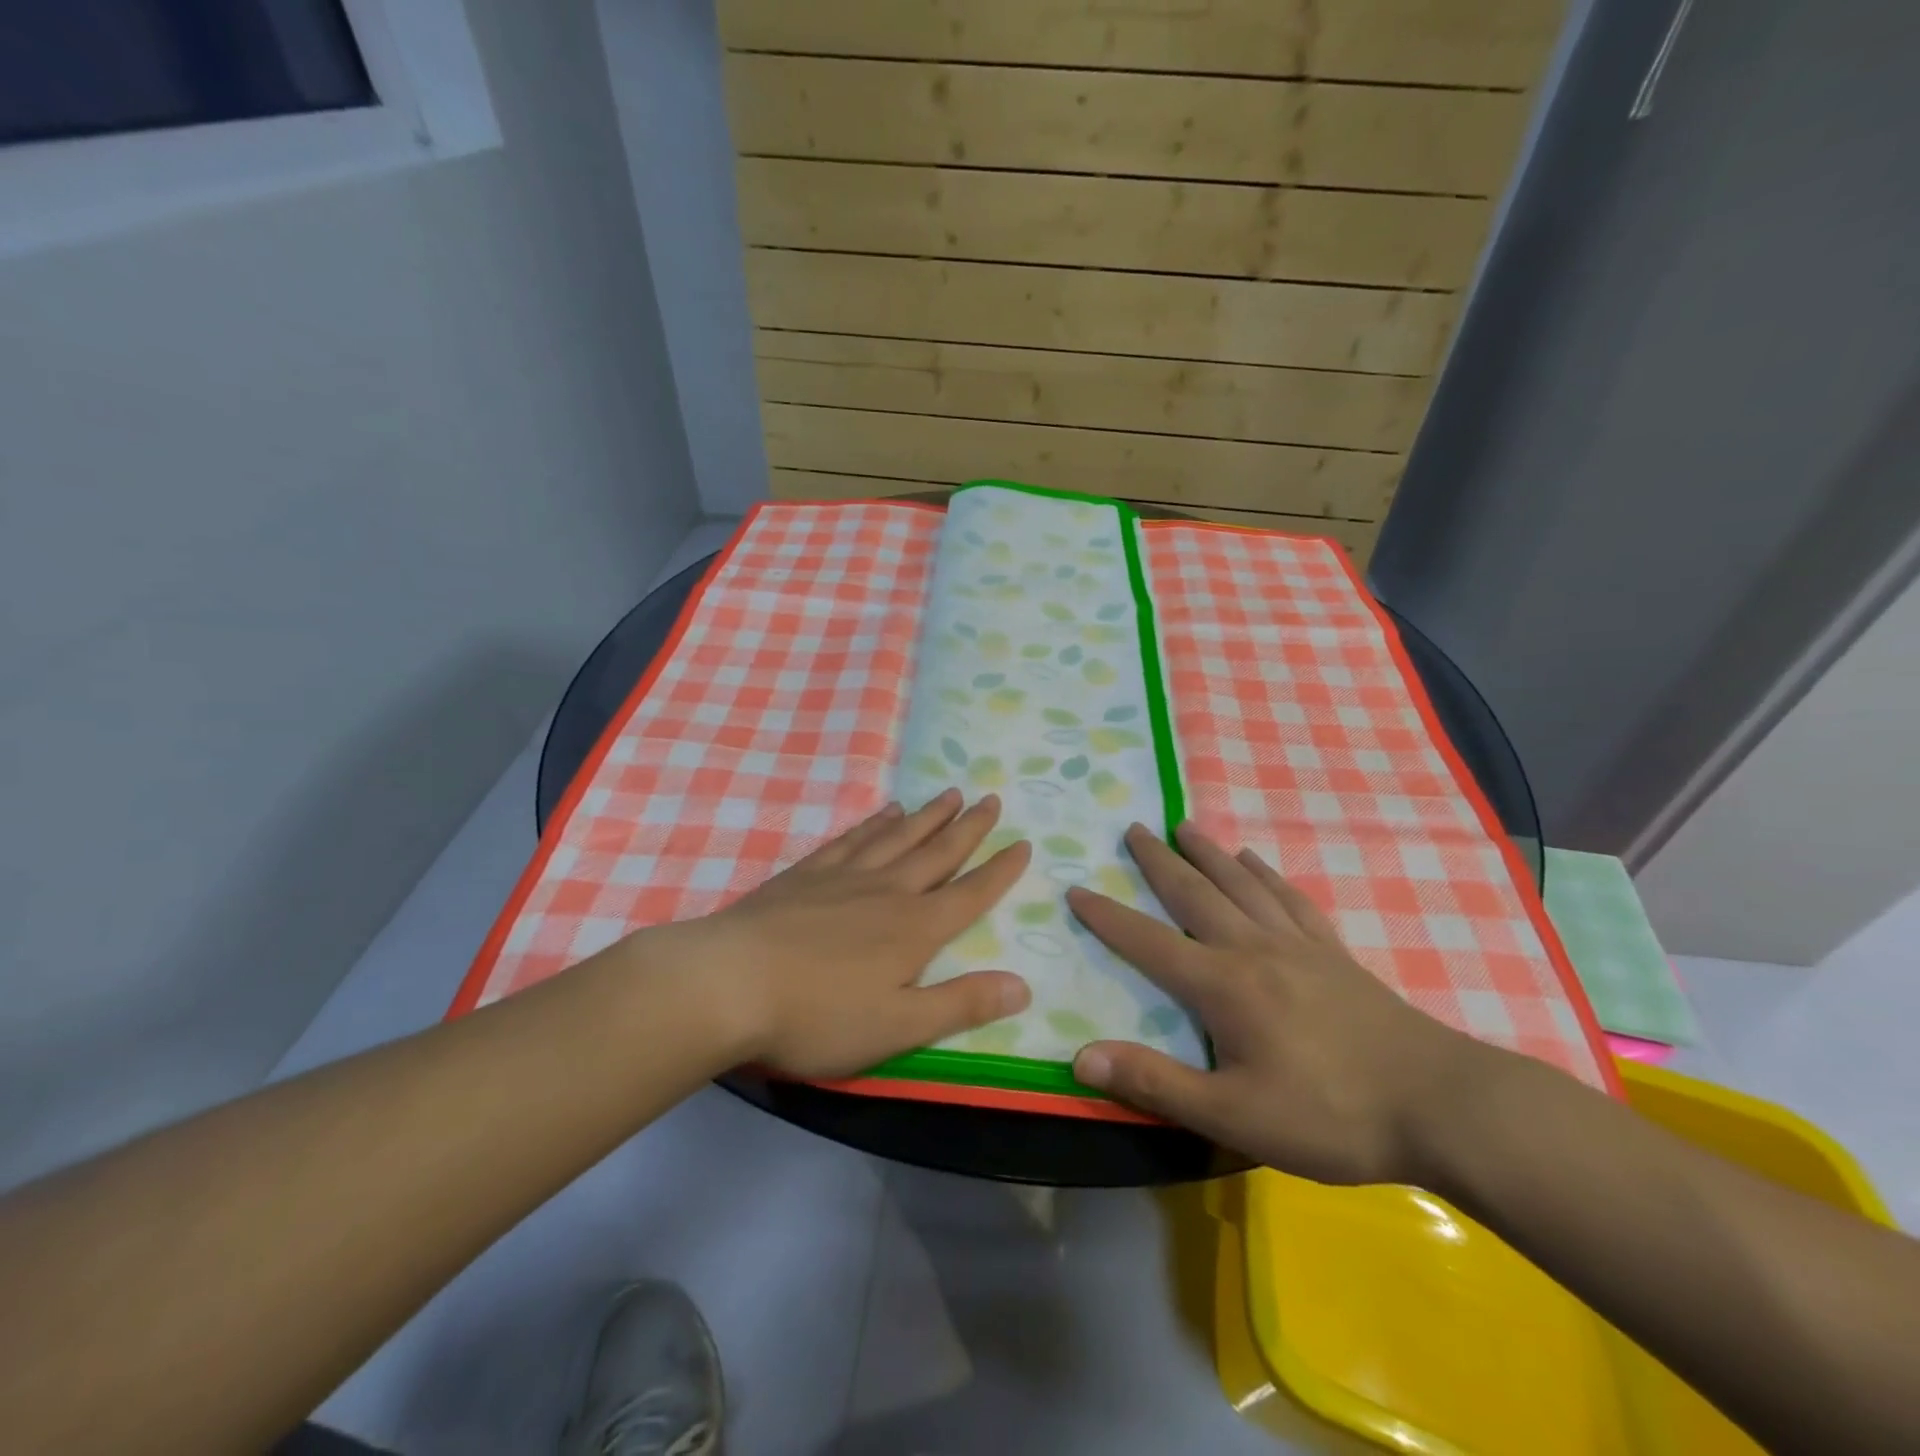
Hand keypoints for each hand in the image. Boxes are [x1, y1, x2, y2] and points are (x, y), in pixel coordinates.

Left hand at [681, 788, 1032, 1079]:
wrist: (729, 983)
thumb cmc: (817, 1016)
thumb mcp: (898, 1025)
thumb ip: (961, 1004)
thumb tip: (1023, 986)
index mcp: (915, 929)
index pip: (970, 893)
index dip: (1000, 870)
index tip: (1022, 842)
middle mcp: (887, 891)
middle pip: (937, 852)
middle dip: (968, 827)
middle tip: (991, 798)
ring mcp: (844, 877)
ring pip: (898, 837)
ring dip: (927, 816)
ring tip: (949, 794)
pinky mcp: (806, 874)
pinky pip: (851, 839)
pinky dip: (873, 823)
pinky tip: (882, 812)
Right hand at [1066, 822, 1495, 1185]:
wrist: (1443, 1106)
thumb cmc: (1331, 1115)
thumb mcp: (1234, 1115)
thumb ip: (1156, 1083)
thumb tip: (1081, 1057)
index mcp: (1223, 985)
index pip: (1148, 942)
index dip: (1108, 918)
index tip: (1076, 888)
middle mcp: (1253, 948)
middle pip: (1196, 894)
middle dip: (1158, 861)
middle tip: (1132, 827)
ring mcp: (1298, 945)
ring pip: (1241, 884)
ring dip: (1208, 852)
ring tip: (1184, 826)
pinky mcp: (1334, 953)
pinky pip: (1290, 899)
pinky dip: (1266, 874)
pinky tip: (1256, 860)